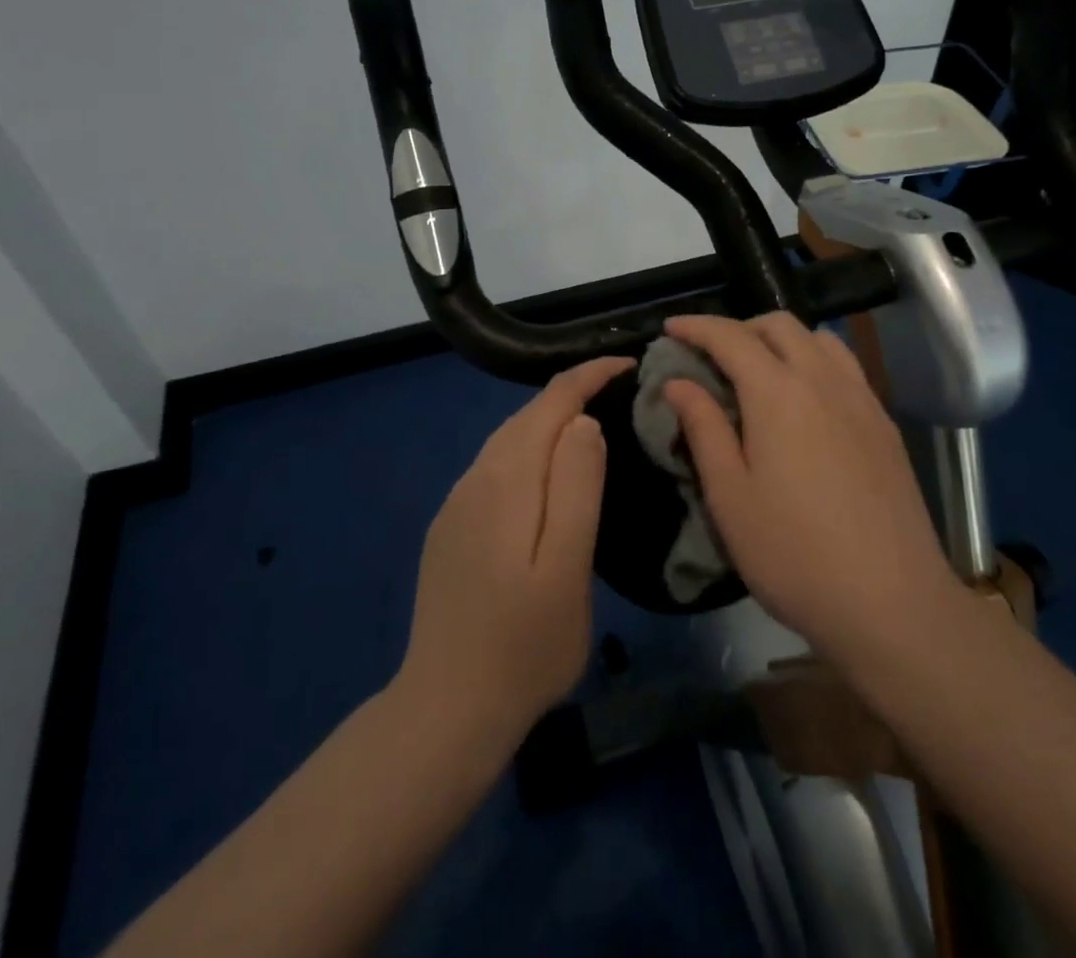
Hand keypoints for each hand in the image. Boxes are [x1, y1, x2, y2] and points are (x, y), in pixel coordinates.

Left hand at [396, 357, 631, 749]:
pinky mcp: (451, 526)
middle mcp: (476, 477)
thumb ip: (577, 488)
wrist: (446, 710)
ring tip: (592, 423)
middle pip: (527, 415)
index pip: (552, 402)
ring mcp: (457, 503)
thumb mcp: (567, 569)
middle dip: (573, 391)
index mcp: (508, 479)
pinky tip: (546, 474)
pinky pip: (496, 466)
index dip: (589, 375)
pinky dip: (529, 450)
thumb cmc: (524, 646)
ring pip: (509, 439)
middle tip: (620, 391)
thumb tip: (584, 422)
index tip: (629, 364)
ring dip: (549, 420)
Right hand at [662, 314, 956, 665]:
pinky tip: (805, 401)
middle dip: (738, 327)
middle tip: (710, 355)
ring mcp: (862, 399)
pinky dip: (814, 361)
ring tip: (758, 372)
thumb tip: (678, 382)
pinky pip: (845, 367)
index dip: (696, 326)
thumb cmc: (794, 553)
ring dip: (781, 340)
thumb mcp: (730, 496)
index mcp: (779, 393)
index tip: (669, 329)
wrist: (893, 603)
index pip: (731, 336)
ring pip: (819, 339)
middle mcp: (823, 380)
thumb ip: (703, 428)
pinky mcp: (884, 424)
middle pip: (779, 325)